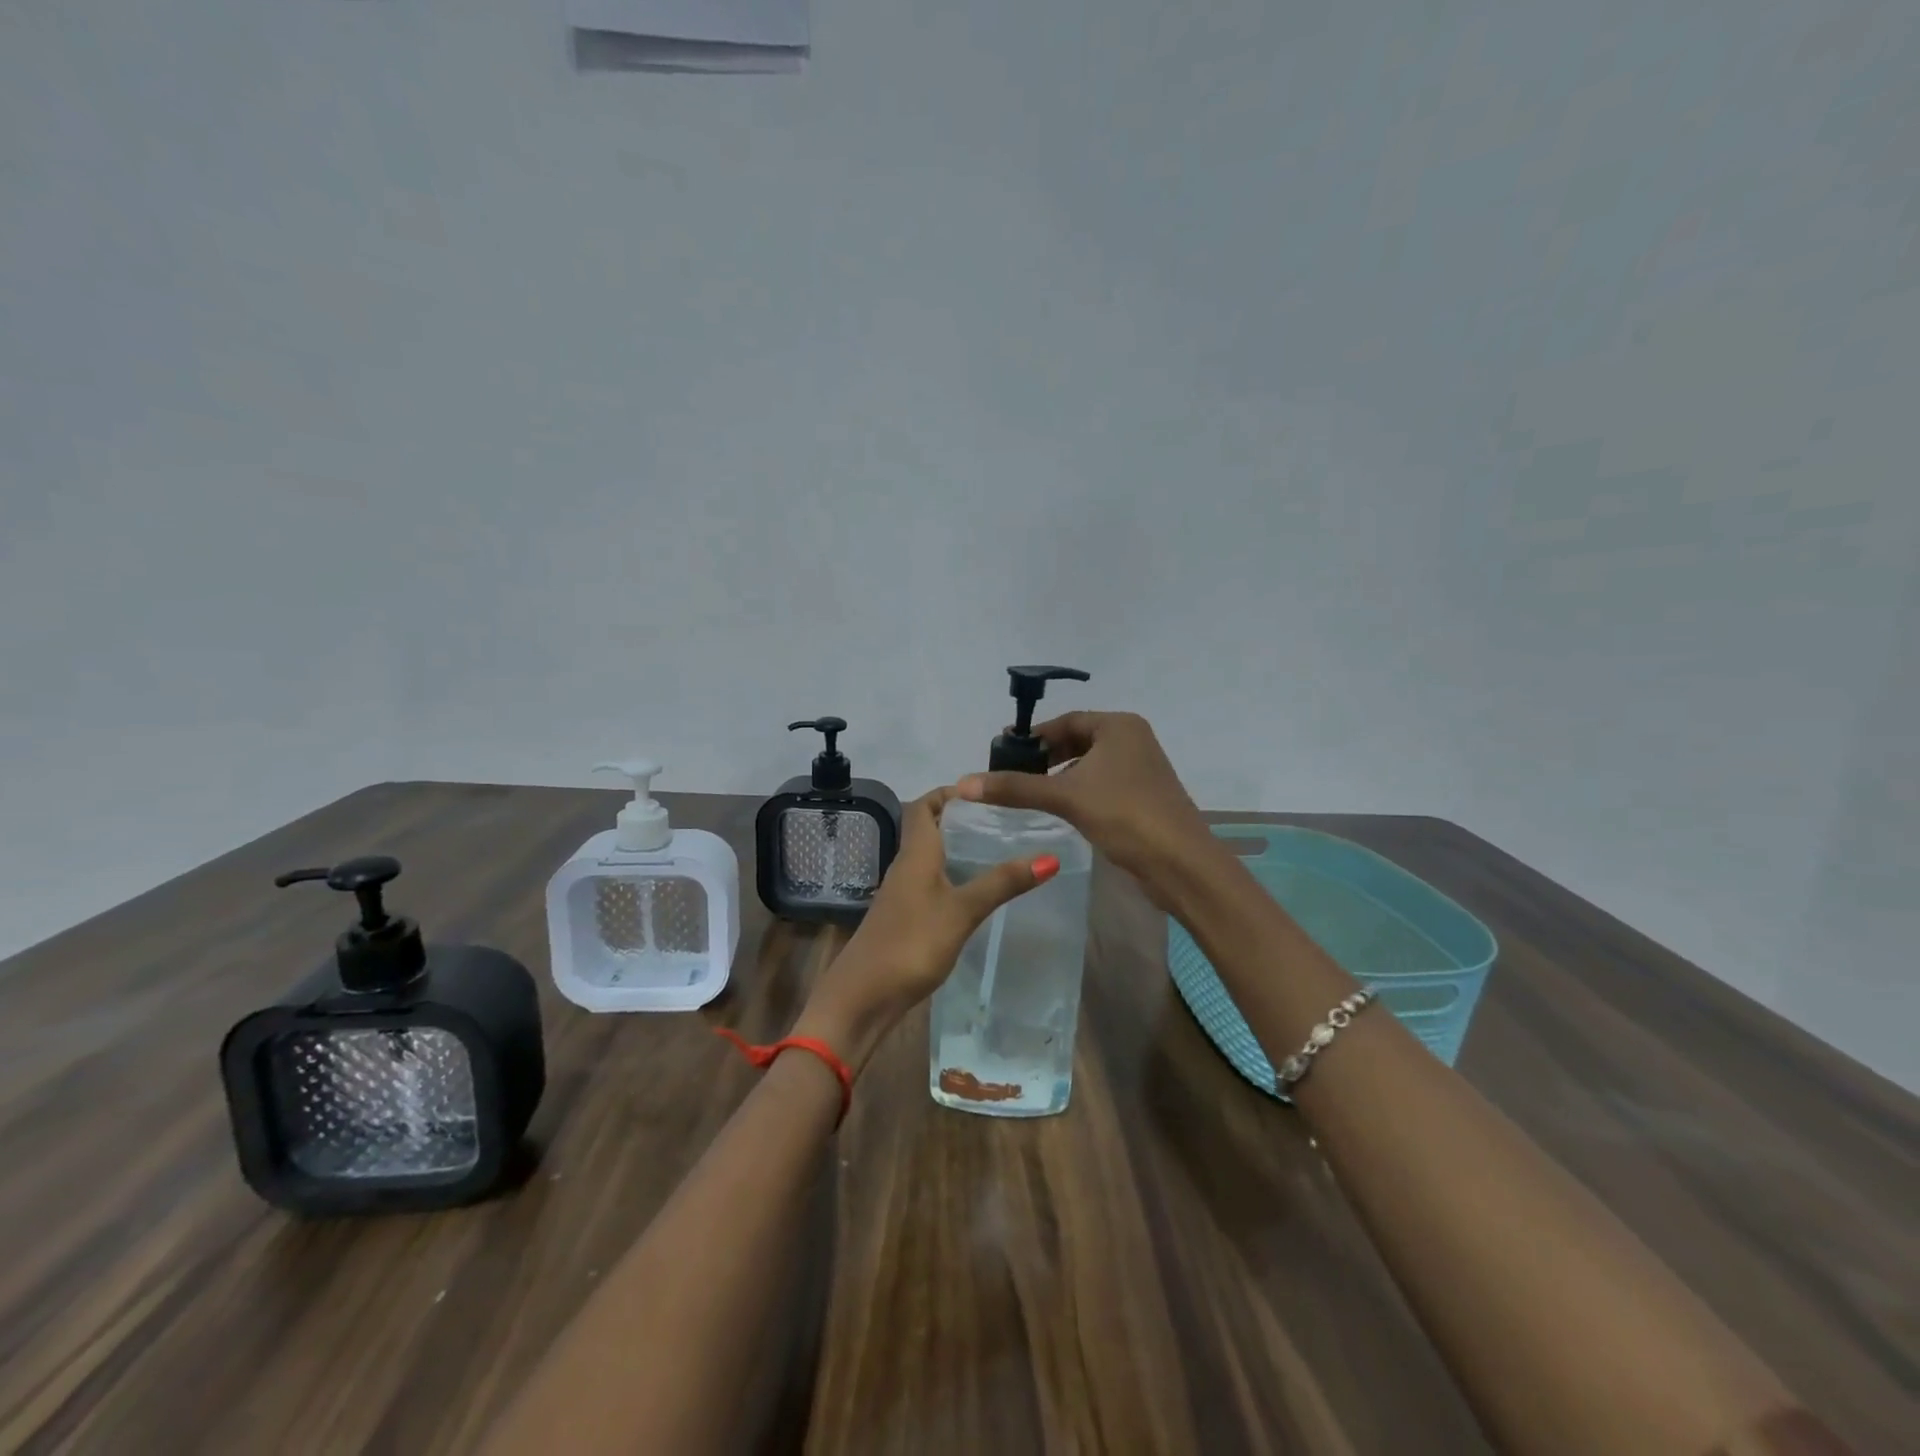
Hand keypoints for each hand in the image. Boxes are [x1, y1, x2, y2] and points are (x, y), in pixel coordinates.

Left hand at [793, 786, 1057, 1069]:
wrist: (863, 996)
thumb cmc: (911, 943)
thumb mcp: (962, 911)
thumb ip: (1002, 884)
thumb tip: (1050, 857)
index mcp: (915, 853)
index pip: (924, 806)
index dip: (948, 793)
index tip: (984, 792)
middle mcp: (905, 866)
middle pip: (928, 829)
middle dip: (960, 820)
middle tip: (1002, 821)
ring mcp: (902, 894)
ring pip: (930, 858)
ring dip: (957, 849)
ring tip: (997, 851)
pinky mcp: (904, 918)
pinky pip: (930, 884)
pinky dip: (952, 877)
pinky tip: (975, 893)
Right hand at [956, 711, 1215, 909]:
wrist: (1181, 863)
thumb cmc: (1124, 815)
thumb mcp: (1065, 796)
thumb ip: (1015, 787)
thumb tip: (963, 783)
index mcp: (1118, 726)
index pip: (1066, 721)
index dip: (1033, 735)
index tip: (1003, 751)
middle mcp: (1133, 740)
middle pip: (1077, 740)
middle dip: (1044, 756)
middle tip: (1010, 773)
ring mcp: (1141, 769)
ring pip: (1089, 764)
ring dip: (1060, 774)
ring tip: (1028, 791)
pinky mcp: (1143, 796)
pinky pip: (1101, 783)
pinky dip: (1078, 790)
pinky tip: (1060, 808)